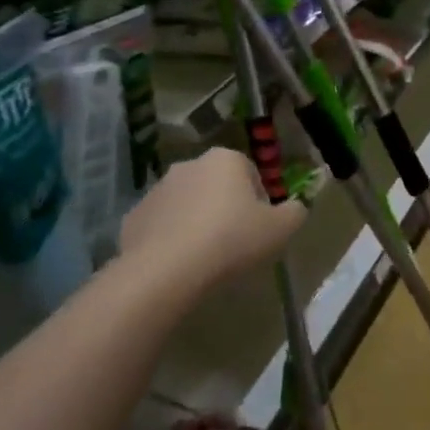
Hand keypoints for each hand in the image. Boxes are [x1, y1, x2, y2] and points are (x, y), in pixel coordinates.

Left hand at [119, 147, 304, 288]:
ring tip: (206, 257)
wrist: (166, 269)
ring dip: (197, 221)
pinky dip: (171, 238)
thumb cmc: (231, 240)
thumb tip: (295, 207)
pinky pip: (162, 225)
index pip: (250, 173)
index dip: (259, 202)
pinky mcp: (134, 215)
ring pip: (187, 204)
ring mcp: (157, 189)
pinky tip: (179, 264)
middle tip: (235, 243)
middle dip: (226, 208)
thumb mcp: (280, 229)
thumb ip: (295, 212)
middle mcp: (189, 165)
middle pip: (217, 186)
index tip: (259, 229)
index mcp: (225, 160)